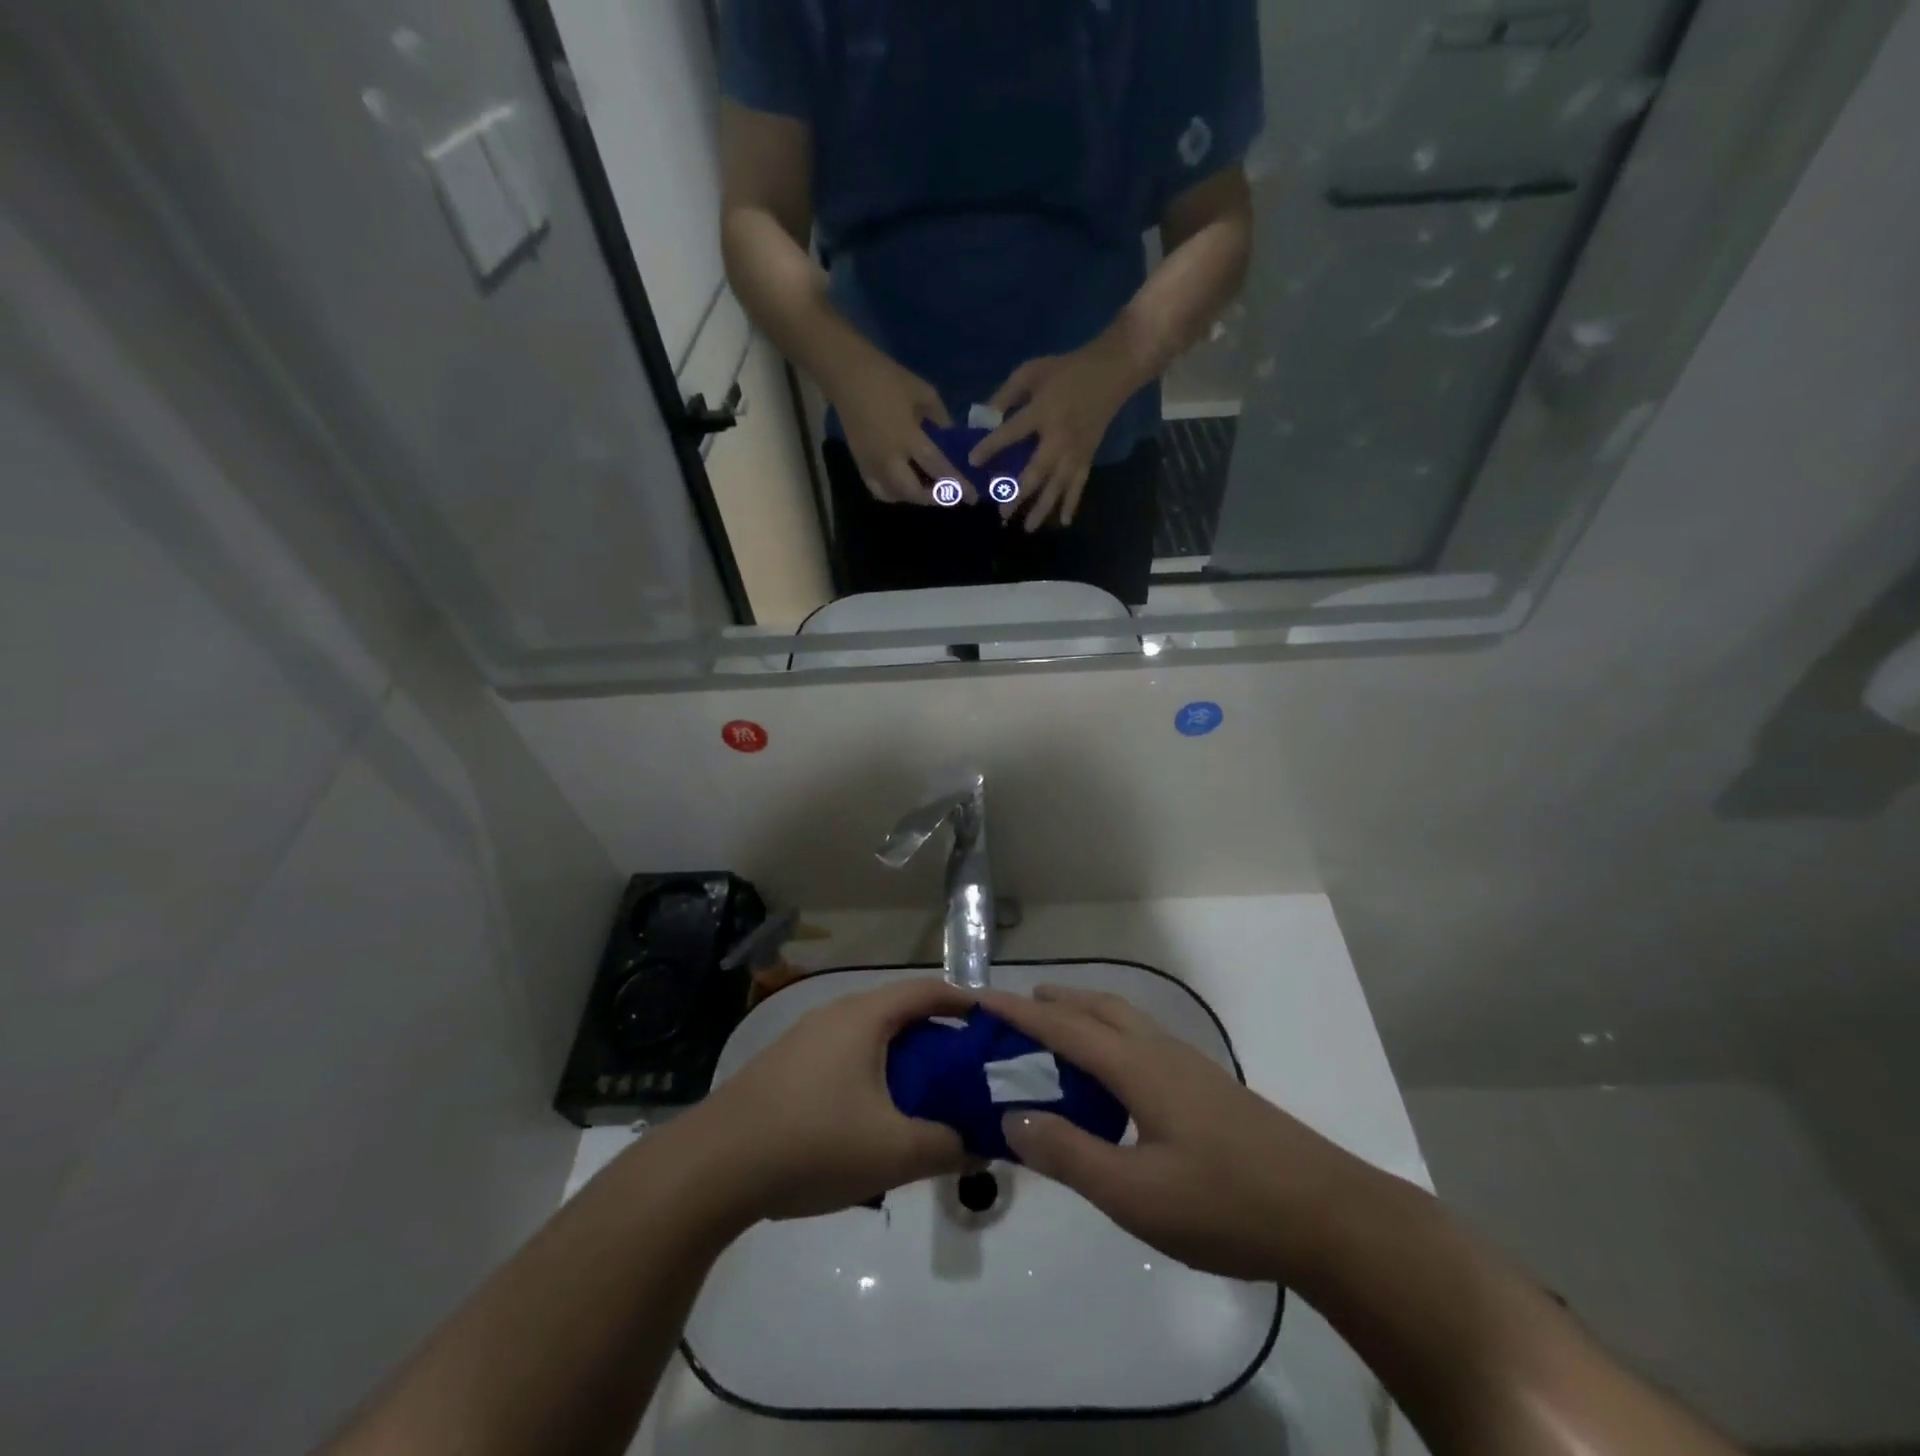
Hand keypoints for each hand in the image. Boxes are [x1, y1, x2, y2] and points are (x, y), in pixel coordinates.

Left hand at [697, 979, 975, 1220]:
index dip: (965, 1001)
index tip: (994, 1024)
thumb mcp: (892, 1152)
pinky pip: (845, 1056)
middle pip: (900, 1013)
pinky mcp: (785, 1066)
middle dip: (939, 1038)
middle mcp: (836, 1014)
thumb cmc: (812, 1143)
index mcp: (865, 1016)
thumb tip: (983, 1148)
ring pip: (870, 1037)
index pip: (927, 990)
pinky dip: (873, 1073)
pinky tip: (873, 1118)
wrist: (711, 1167)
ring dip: (904, 1060)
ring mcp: (805, 1038)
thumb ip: (947, 1147)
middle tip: (968, 1073)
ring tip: (927, 1099)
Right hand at [820, 339, 968, 504]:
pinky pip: (880, 491)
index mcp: (907, 437)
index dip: (957, 484)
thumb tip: (952, 440)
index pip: (937, 468)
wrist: (846, 374)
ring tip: (930, 488)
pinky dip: (895, 494)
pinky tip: (905, 486)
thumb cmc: (887, 378)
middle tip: (951, 493)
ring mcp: (872, 464)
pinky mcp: (860, 465)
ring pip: (897, 496)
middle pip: (915, 492)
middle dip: (936, 497)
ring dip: (917, 497)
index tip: (972, 496)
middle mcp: (889, 458)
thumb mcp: (924, 393)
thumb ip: (941, 420)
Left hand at [969, 339, 1137, 530]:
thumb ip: (1006, 395)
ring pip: (1056, 486)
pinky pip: (1078, 485)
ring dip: (1042, 508)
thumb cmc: (1066, 370)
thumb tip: (983, 419)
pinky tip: (1063, 522)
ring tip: (1027, 528)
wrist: (1112, 371)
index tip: (973, 461)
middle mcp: (1058, 438)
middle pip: (1035, 472)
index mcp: (1042, 412)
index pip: (1012, 433)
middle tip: (1002, 514)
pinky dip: (1071, 504)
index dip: (991, 446)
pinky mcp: (1087, 457)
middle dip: (1018, 495)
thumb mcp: (1031, 372)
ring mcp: (1075, 452)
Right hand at [976, 985, 1371, 1281]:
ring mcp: (1192, 1068)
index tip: (980, 997)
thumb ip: (1070, 1155)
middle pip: (1100, 1008)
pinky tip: (1116, 1081)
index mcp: (1138, 1067)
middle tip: (1019, 1010)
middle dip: (1056, 1002)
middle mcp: (1162, 1053)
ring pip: (1127, 1022)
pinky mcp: (1211, 1089)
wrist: (1329, 1216)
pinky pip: (1145, 1043)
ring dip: (1086, 1017)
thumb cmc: (1226, 1203)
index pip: (1064, 1027)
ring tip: (1059, 1038)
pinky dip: (1112, 1040)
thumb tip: (1012, 1117)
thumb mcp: (1135, 1194)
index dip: (1019, 1012)